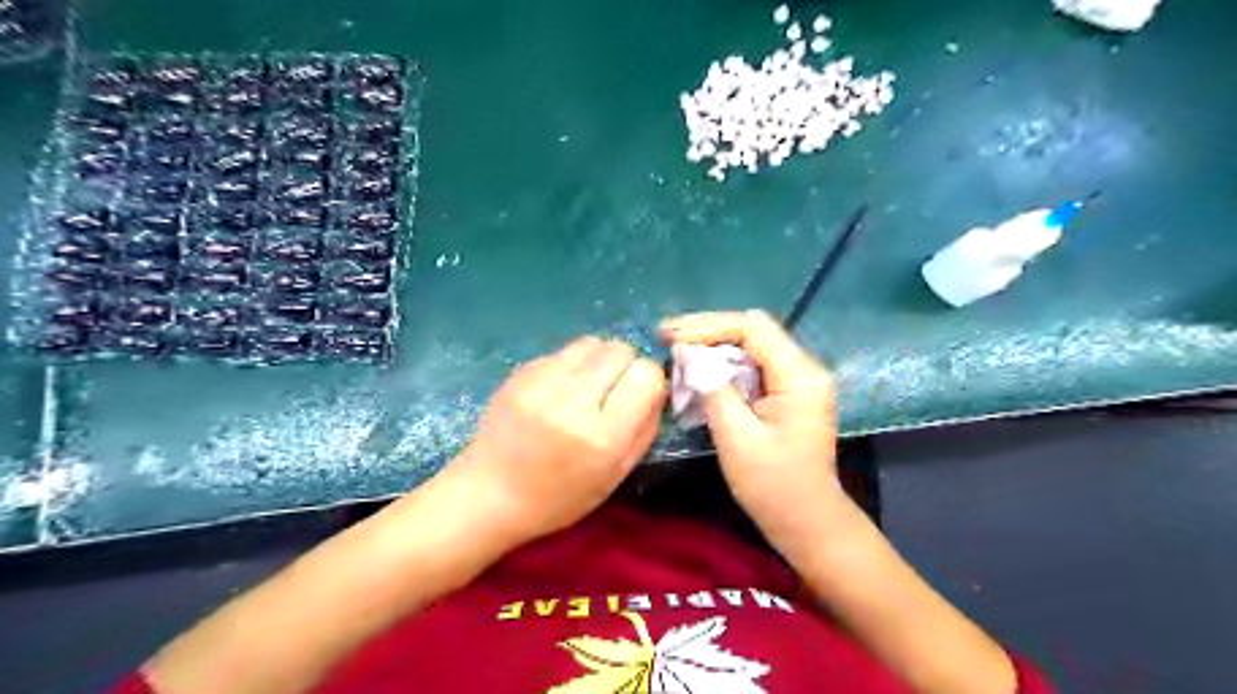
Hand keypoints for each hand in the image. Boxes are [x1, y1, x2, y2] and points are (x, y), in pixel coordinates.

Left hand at [452, 337, 668, 541]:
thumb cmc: (560, 497)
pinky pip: (562, 352)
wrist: (489, 493)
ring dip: (599, 359)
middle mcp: (572, 402)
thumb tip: (657, 386)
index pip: (645, 374)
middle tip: (614, 390)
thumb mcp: (615, 476)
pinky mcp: (519, 373)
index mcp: (601, 436)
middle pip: (620, 350)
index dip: (649, 381)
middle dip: (626, 365)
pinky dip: (571, 366)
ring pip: (592, 342)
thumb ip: (645, 428)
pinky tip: (558, 391)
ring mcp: (540, 383)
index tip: (640, 396)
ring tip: (588, 386)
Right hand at [666, 312, 851, 556]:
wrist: (807, 522)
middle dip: (708, 330)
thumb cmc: (772, 485)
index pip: (752, 328)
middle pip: (753, 330)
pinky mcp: (788, 392)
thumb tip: (688, 353)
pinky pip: (753, 364)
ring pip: (752, 344)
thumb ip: (712, 388)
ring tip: (677, 348)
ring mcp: (798, 380)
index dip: (708, 326)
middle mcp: (803, 368)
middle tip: (668, 335)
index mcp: (798, 376)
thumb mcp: (736, 437)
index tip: (671, 334)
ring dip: (714, 345)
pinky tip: (700, 368)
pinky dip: (724, 363)